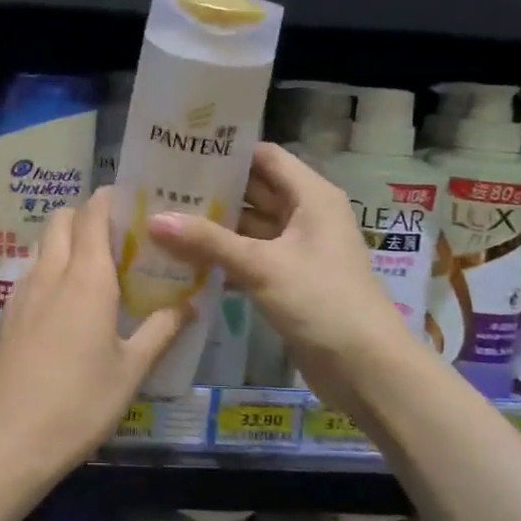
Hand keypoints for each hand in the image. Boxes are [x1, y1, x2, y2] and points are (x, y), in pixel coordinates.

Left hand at [0, 187, 189, 477]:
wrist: (9, 440)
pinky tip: (63, 308)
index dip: (109, 199)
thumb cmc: (80, 404)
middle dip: (86, 216)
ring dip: (65, 243)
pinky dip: (48, 272)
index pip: (92, 214)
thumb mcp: (132, 371)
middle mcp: (49, 274)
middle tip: (117, 239)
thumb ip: (162, 330)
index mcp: (85, 278)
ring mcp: (20, 293)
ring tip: (94, 271)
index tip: (132, 202)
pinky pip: (29, 276)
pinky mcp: (4, 316)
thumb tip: (191, 302)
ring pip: (42, 246)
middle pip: (61, 220)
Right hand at [147, 142, 412, 409]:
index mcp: (311, 197)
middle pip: (254, 191)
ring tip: (164, 218)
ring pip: (249, 227)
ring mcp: (297, 250)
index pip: (265, 157)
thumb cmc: (321, 301)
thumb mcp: (261, 266)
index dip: (227, 151)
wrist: (366, 369)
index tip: (182, 151)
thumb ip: (207, 241)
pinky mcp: (288, 280)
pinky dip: (222, 257)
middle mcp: (306, 215)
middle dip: (213, 189)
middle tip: (161, 186)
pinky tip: (183, 259)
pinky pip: (250, 257)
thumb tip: (154, 220)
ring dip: (213, 226)